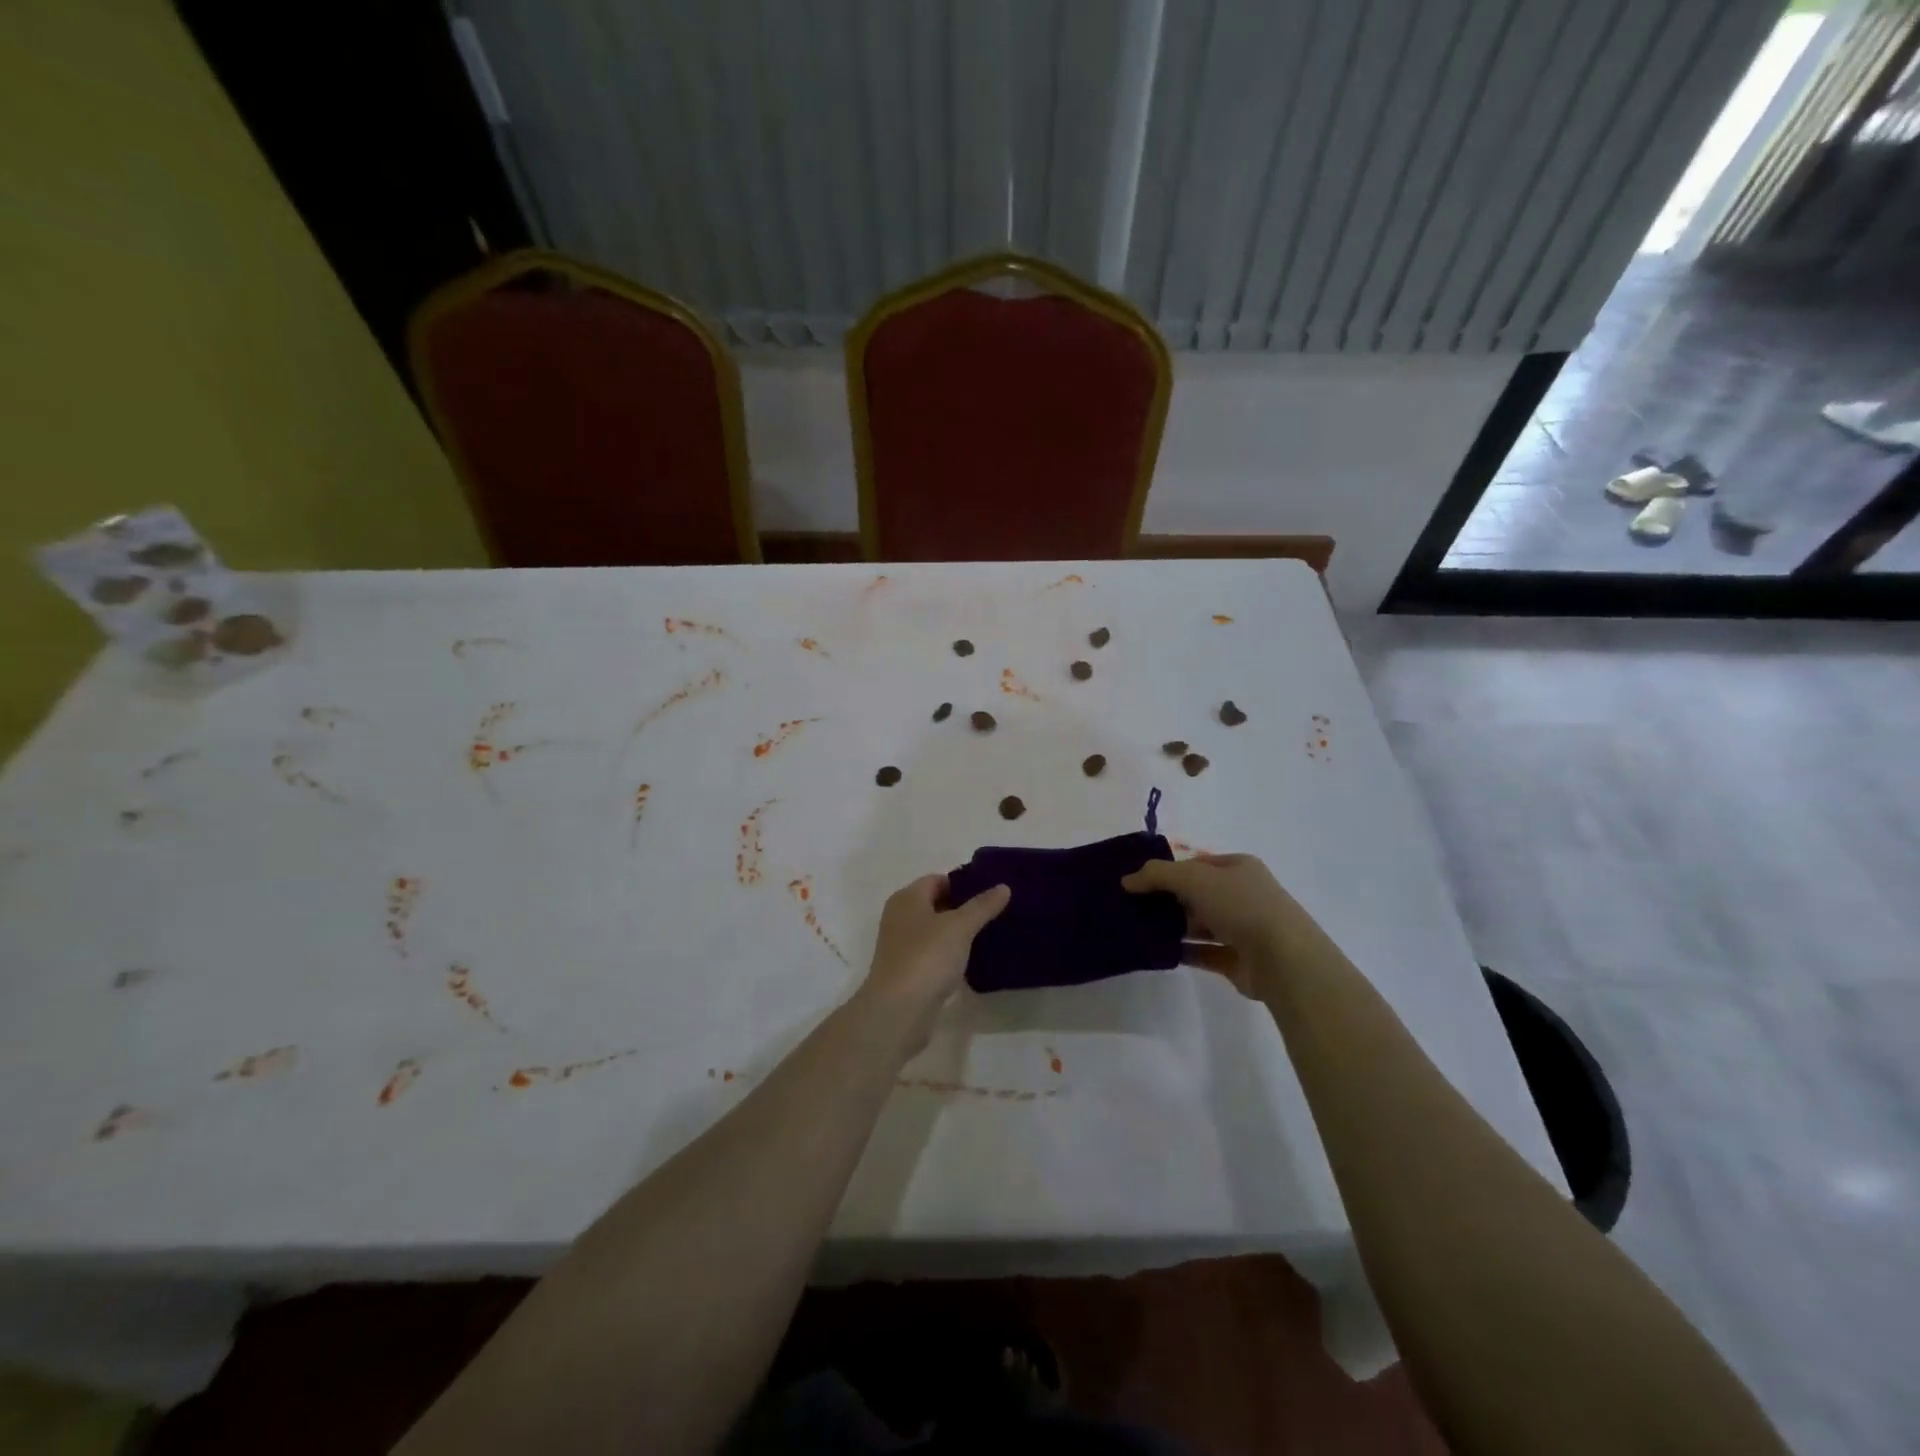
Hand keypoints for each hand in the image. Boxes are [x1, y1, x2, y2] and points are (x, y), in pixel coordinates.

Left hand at [856, 875, 1010, 1052]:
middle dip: (963, 908)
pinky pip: (933, 955)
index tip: (991, 892)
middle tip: (996, 912)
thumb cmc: (926, 957)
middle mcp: (900, 918)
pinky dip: (950, 956)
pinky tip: (972, 962)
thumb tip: (1003, 886)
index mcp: (907, 898)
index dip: (963, 883)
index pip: (937, 880)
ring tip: (990, 935)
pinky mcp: (907, 972)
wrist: (898, 1011)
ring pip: (935, 932)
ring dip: (958, 934)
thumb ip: (982, 906)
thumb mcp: (960, 927)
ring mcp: (902, 947)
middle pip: (935, 905)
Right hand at [1121, 853, 1317, 993]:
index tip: (1139, 881)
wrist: (1282, 958)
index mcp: (1238, 868)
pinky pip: (1203, 953)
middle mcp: (1243, 895)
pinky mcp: (1237, 960)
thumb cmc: (1240, 905)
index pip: (1197, 863)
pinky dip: (1182, 952)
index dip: (1169, 870)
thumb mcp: (1193, 878)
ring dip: (1173, 927)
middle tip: (1132, 906)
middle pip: (1197, 894)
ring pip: (1199, 924)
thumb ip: (1157, 875)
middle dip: (1167, 899)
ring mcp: (1242, 928)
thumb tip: (1126, 880)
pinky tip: (1157, 952)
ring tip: (1138, 929)